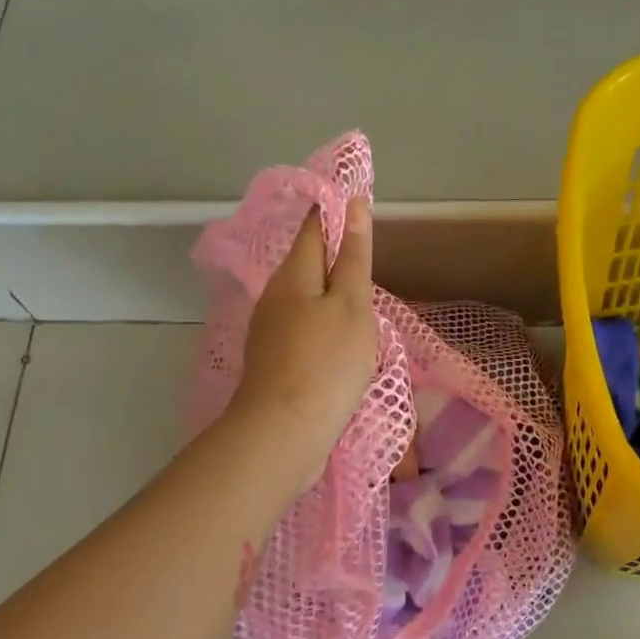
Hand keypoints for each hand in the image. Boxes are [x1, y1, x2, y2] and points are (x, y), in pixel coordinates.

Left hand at [231, 198, 378, 484]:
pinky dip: (323, 329)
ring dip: (330, 298)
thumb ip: (353, 258)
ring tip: (363, 307)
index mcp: (294, 275)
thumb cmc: (326, 364)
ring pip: (304, 302)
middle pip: (307, 266)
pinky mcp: (273, 363)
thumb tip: (352, 206)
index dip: (335, 215)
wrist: (283, 432)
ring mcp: (269, 332)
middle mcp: (274, 297)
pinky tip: (340, 346)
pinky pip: (303, 332)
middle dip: (335, 260)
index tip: (360, 209)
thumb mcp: (351, 306)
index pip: (314, 230)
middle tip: (370, 263)